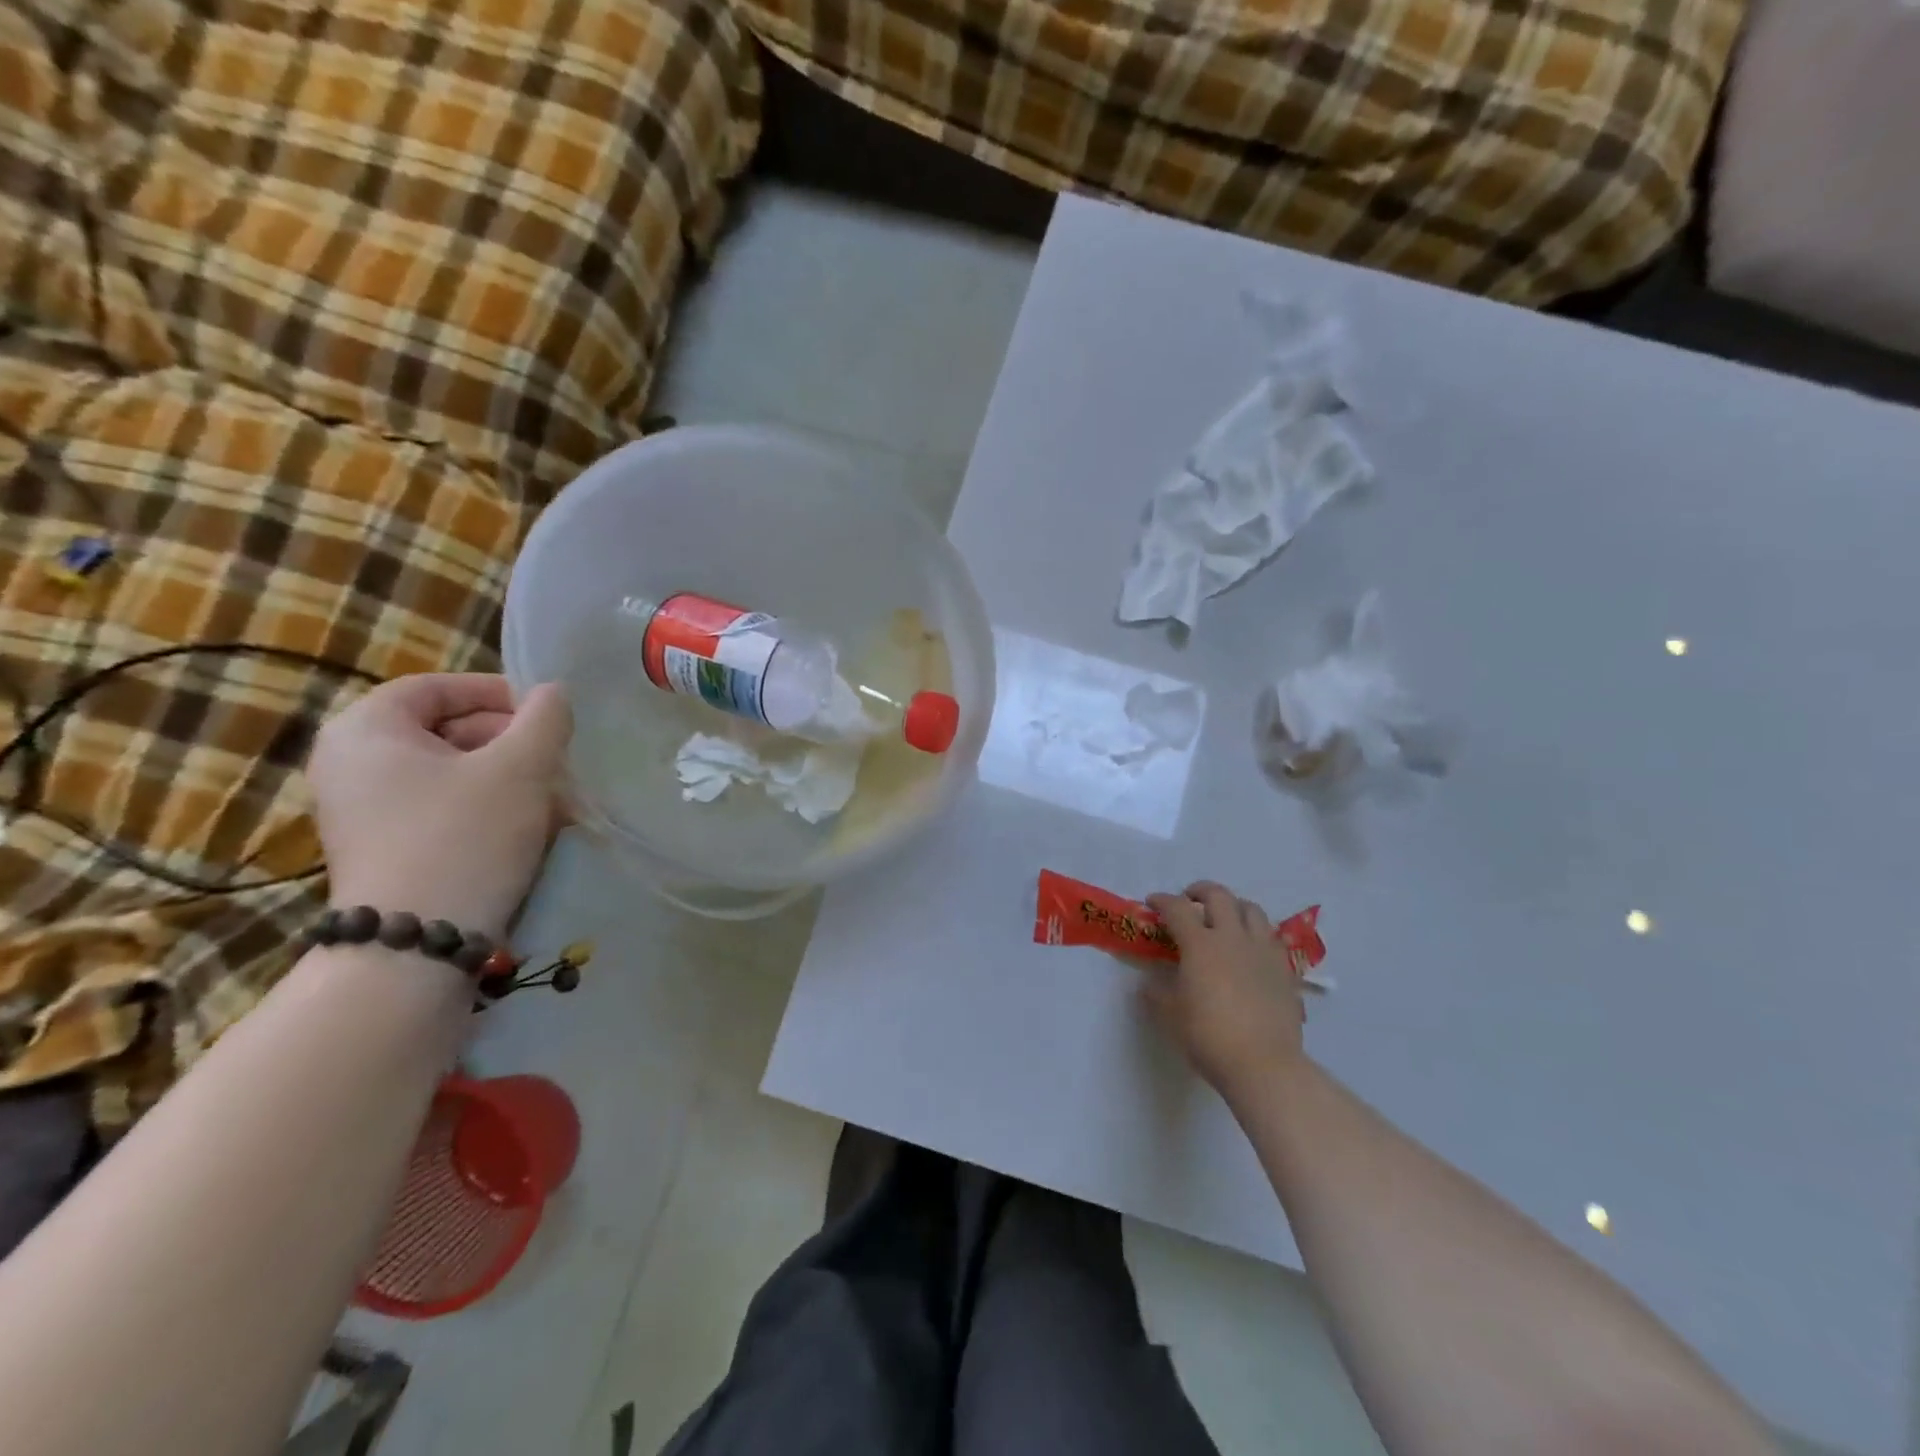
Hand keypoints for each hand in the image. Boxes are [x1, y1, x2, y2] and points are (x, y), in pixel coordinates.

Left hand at [307, 675, 570, 937]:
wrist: (418, 945)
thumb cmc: (466, 836)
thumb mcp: (521, 767)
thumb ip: (544, 718)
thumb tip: (553, 693)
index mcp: (366, 729)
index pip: (436, 687)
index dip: (497, 692)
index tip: (546, 714)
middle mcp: (351, 763)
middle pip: (445, 729)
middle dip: (510, 740)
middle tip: (557, 759)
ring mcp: (364, 811)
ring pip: (450, 772)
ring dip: (508, 777)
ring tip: (555, 797)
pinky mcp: (384, 849)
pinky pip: (442, 808)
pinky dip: (487, 807)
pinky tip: (531, 828)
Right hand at [1142, 881, 1309, 1098]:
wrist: (1264, 1064)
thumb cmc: (1209, 1037)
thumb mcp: (1171, 1015)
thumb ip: (1157, 992)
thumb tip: (1149, 982)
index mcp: (1200, 944)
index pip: (1177, 909)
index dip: (1162, 901)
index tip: (1152, 902)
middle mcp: (1232, 937)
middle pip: (1218, 896)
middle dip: (1200, 891)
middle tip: (1189, 899)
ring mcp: (1262, 951)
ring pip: (1251, 909)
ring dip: (1233, 906)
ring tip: (1224, 918)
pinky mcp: (1284, 969)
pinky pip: (1270, 937)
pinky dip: (1256, 932)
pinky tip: (1250, 948)